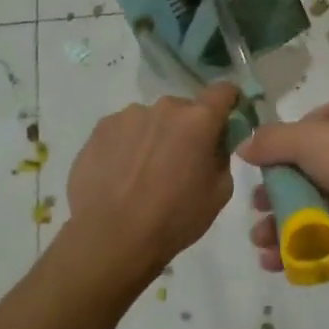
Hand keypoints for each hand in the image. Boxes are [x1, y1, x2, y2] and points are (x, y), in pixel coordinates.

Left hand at [66, 84, 239, 286]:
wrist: (110, 238)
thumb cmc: (174, 218)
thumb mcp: (219, 192)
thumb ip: (221, 156)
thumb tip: (213, 144)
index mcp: (199, 119)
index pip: (223, 91)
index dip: (228, 102)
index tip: (225, 121)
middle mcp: (164, 107)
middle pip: (185, 109)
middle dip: (187, 129)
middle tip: (180, 162)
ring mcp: (128, 115)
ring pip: (152, 119)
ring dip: (155, 136)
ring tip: (144, 173)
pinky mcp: (100, 128)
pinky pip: (124, 130)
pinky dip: (128, 145)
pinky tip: (120, 175)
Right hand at [237, 92, 328, 277]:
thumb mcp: (311, 140)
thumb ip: (272, 142)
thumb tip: (245, 147)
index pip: (305, 128)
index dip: (278, 151)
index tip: (257, 175)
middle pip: (309, 168)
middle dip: (278, 194)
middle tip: (255, 213)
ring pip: (320, 203)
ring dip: (287, 224)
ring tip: (262, 246)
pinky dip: (308, 244)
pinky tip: (281, 262)